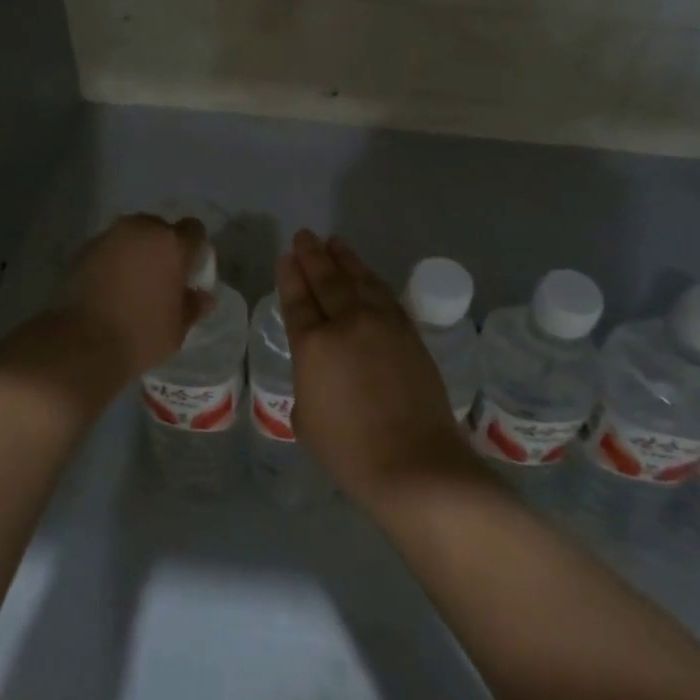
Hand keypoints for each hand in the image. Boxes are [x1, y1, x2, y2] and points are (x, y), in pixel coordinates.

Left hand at [58, 214, 210, 387]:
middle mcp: (143, 229)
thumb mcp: (178, 328)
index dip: (194, 249)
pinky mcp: (85, 248)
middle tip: (159, 277)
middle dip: (162, 247)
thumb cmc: (141, 334)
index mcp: (173, 245)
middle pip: (160, 228)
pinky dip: (112, 259)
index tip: (188, 271)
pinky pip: (109, 247)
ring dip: (136, 251)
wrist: (83, 342)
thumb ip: (193, 305)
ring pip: (132, 235)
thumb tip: (201, 296)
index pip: (194, 229)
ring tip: (131, 281)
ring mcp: (111, 236)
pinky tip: (109, 286)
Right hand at [279, 230, 473, 508]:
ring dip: (345, 259)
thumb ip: (307, 385)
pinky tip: (367, 275)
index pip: (298, 300)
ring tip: (334, 243)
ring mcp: (382, 324)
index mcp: (313, 346)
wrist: (413, 462)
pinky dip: (372, 280)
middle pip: (327, 280)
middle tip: (304, 236)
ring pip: (359, 280)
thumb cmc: (349, 450)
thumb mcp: (306, 420)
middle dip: (313, 256)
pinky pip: (386, 295)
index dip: (290, 276)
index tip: (286, 256)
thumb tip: (319, 373)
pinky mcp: (410, 332)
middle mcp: (346, 324)